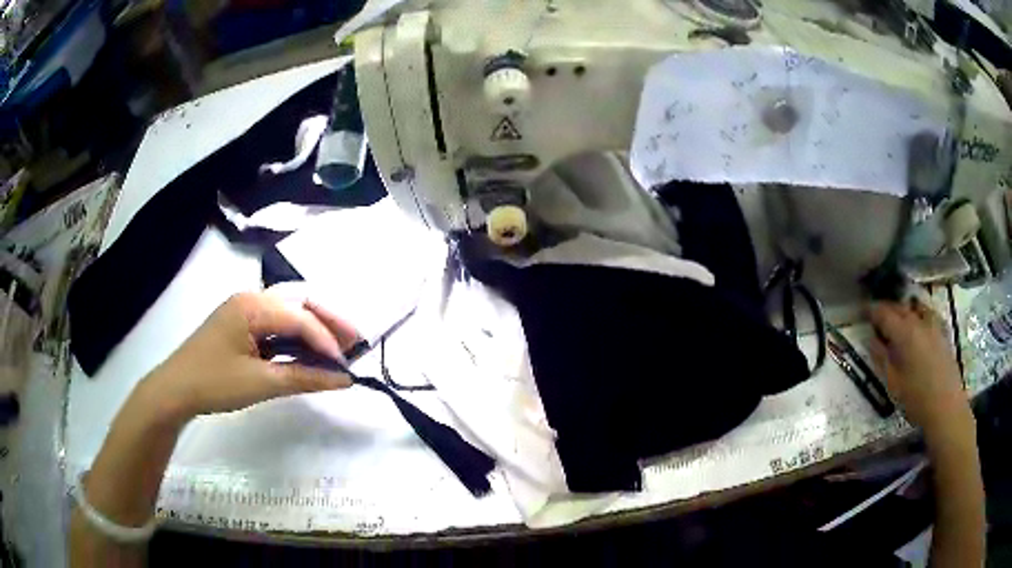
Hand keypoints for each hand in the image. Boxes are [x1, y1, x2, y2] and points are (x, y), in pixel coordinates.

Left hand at [137, 287, 359, 424]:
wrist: (176, 389)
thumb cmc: (214, 383)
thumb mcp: (260, 383)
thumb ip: (303, 377)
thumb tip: (344, 379)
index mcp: (252, 305)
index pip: (299, 317)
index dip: (326, 340)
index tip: (346, 366)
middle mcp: (252, 298)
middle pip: (299, 301)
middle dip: (329, 320)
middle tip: (356, 342)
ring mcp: (245, 309)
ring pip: (290, 310)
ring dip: (315, 326)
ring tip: (340, 345)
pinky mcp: (242, 324)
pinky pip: (277, 323)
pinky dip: (298, 335)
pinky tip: (310, 349)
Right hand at [869, 300, 968, 435]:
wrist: (946, 406)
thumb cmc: (916, 399)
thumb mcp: (893, 383)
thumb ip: (881, 358)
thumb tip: (871, 339)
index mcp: (904, 332)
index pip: (883, 312)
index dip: (871, 310)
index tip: (862, 312)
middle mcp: (918, 320)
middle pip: (899, 306)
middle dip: (886, 309)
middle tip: (877, 318)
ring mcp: (933, 323)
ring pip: (914, 306)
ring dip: (903, 309)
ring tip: (896, 320)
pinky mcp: (942, 330)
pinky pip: (927, 312)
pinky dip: (917, 313)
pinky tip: (917, 323)